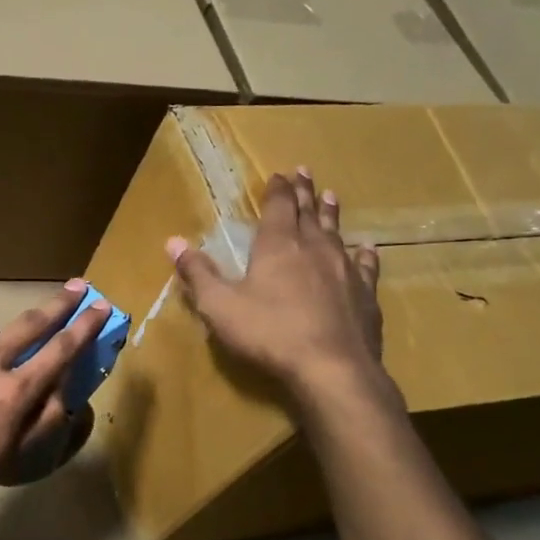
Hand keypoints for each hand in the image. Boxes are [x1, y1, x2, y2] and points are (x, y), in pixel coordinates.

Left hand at [0, 281, 110, 526]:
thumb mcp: (11, 457)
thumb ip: (41, 421)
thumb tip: (61, 394)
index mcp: (15, 391)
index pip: (60, 349)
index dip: (85, 326)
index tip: (101, 306)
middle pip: (31, 322)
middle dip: (58, 304)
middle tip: (76, 287)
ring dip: (0, 333)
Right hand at [167, 168, 384, 399]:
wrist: (332, 368)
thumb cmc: (269, 333)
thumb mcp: (220, 305)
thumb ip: (198, 273)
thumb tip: (173, 242)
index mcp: (278, 246)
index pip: (278, 207)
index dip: (277, 190)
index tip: (279, 173)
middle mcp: (314, 249)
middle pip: (309, 213)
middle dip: (304, 192)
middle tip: (305, 171)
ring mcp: (345, 270)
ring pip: (337, 232)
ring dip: (331, 213)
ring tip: (332, 196)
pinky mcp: (366, 294)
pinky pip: (366, 265)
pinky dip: (364, 253)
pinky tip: (367, 248)